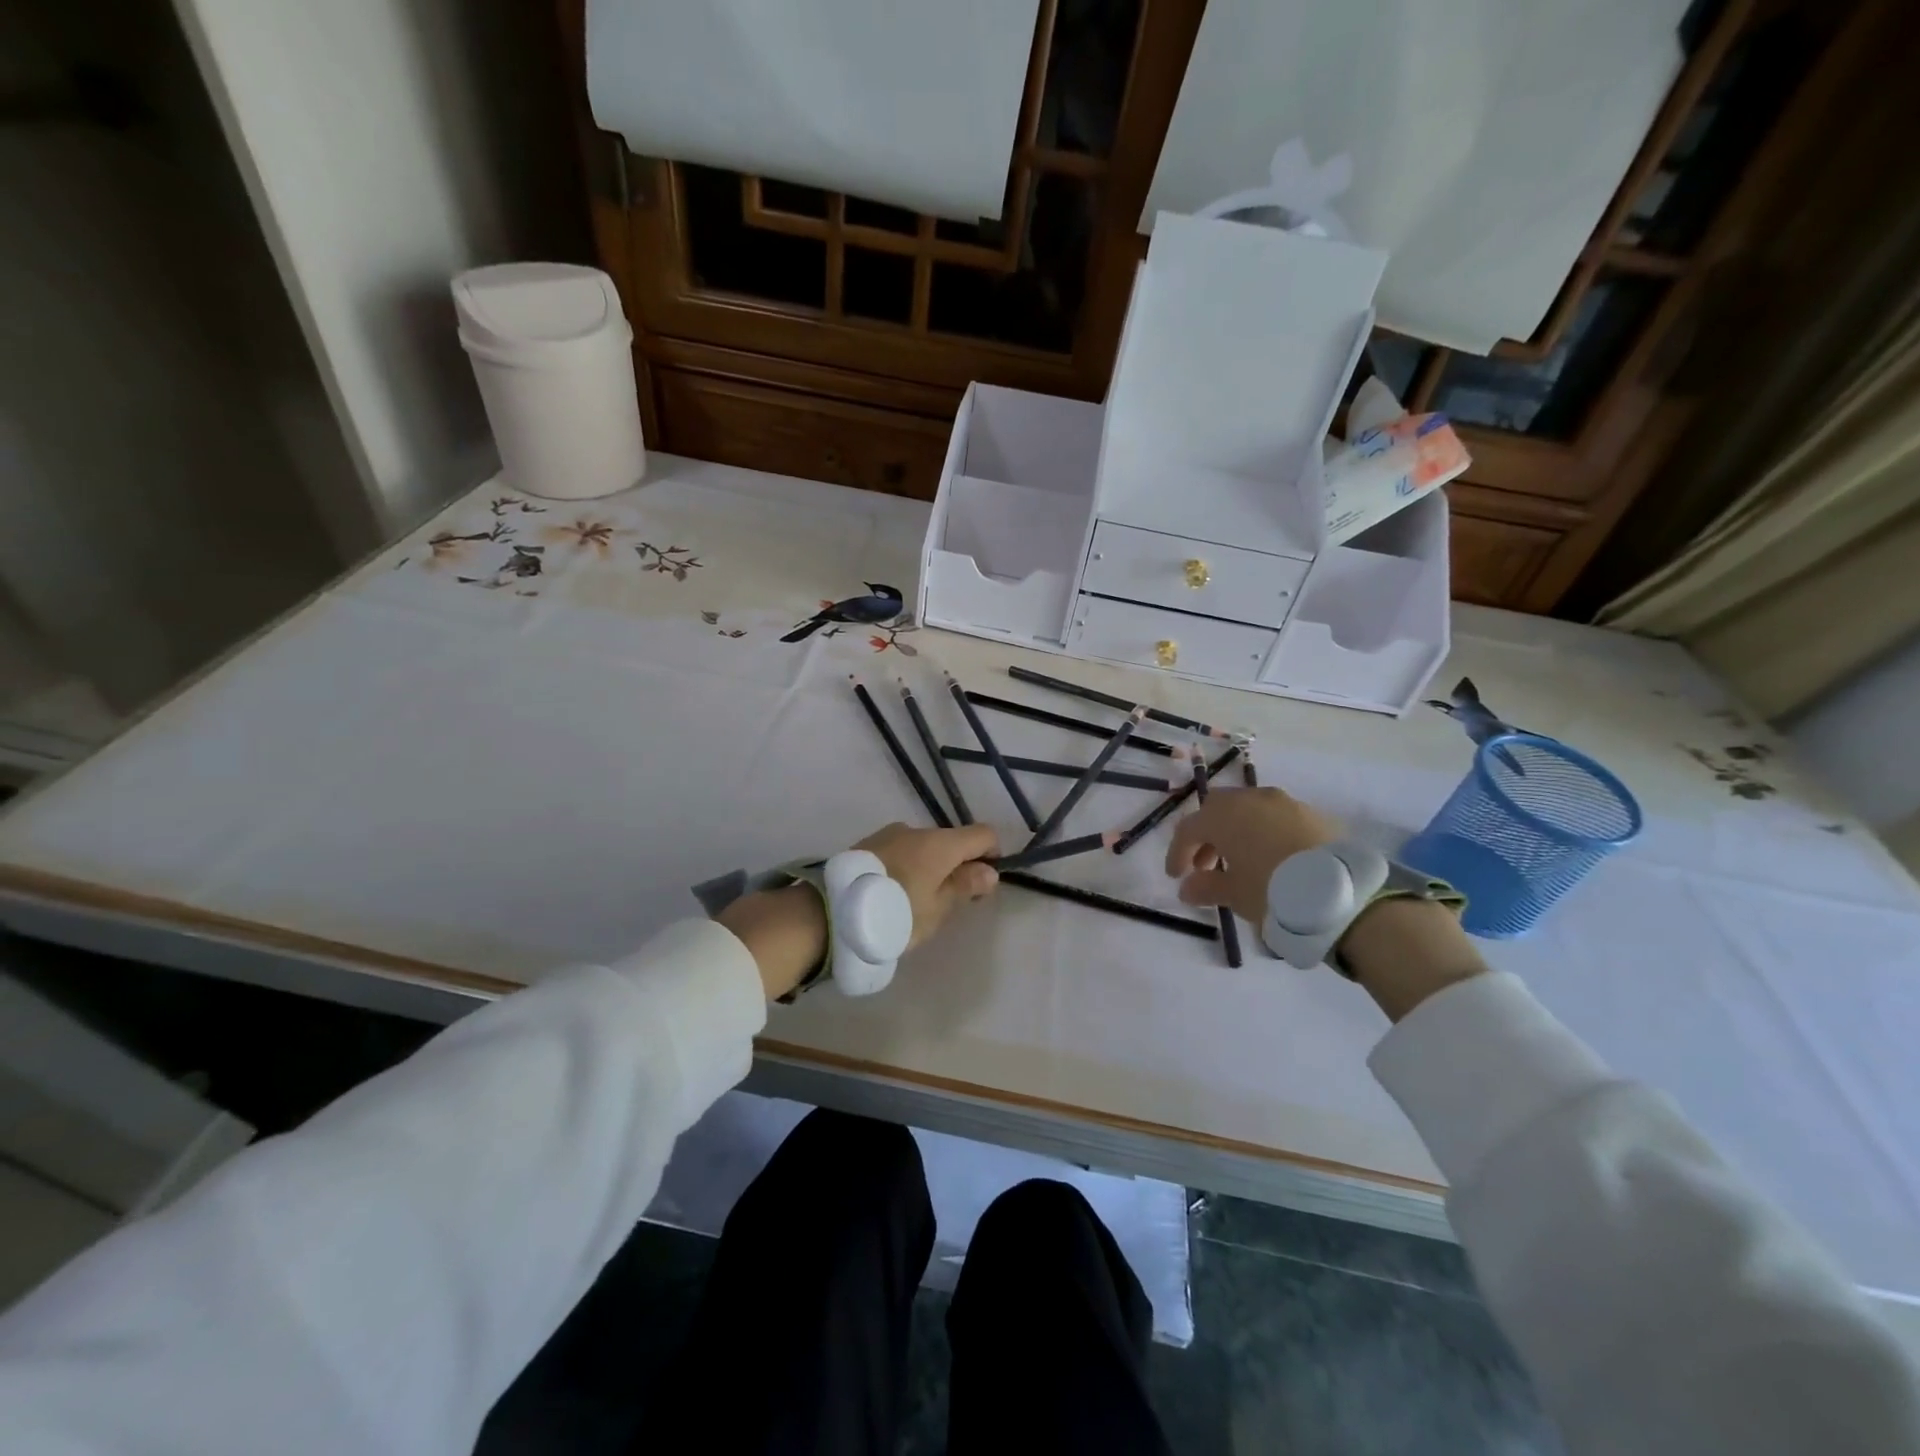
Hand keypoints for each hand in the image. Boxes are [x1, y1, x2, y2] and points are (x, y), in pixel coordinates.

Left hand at [719, 823, 999, 999]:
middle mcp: (916, 829)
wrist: (830, 912)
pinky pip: (899, 851)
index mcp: (941, 843)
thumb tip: (989, 870)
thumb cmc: (895, 913)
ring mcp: (889, 834)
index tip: (982, 884)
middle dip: (957, 865)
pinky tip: (892, 894)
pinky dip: (906, 867)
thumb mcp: (936, 909)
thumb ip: (964, 886)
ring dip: (928, 867)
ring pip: (923, 847)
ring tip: (913, 902)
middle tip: (947, 903)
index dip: (992, 855)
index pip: (983, 834)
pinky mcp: (866, 844)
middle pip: (951, 841)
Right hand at [1165, 784, 1486, 1020]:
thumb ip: (1205, 887)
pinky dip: (1264, 835)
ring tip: (1240, 865)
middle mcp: (1253, 799)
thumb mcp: (1234, 894)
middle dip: (1207, 837)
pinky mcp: (1314, 815)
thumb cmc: (1274, 891)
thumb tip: (1187, 887)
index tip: (1176, 877)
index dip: (1177, 852)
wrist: (1343, 894)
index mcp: (1225, 815)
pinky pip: (1277, 819)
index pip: (1189, 828)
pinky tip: (1272, 861)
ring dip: (1237, 834)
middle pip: (1218, 811)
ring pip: (1249, 812)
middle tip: (1205, 866)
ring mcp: (1286, 804)